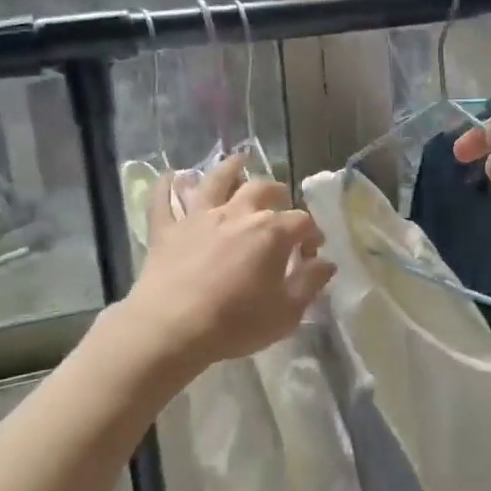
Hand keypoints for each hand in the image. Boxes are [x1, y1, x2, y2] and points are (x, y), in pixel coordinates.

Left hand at [122, 154, 334, 369]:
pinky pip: (163, 199)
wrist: (171, 329)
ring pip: (216, 180)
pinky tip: (172, 175)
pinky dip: (167, 185)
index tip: (312, 253)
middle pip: (263, 189)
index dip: (312, 234)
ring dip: (230, 168)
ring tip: (238, 161)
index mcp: (272, 232)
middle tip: (281, 205)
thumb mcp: (286, 313)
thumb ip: (310, 283)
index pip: (302, 221)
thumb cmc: (235, 324)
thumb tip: (326, 263)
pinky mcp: (166, 230)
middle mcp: (238, 213)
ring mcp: (199, 217)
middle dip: (278, 194)